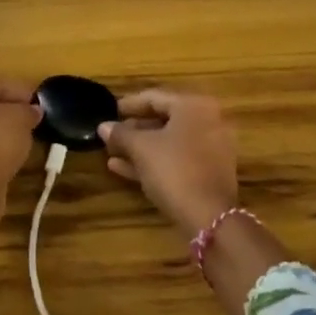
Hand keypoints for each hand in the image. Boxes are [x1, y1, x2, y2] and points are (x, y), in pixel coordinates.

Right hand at [99, 88, 238, 239]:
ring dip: (140, 147)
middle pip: (164, 119)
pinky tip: (123, 169)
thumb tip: (103, 126)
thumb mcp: (141, 149)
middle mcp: (208, 121)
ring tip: (112, 153)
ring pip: (169, 142)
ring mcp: (211, 148)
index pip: (154, 97)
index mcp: (193, 106)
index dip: (128, 104)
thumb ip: (121, 134)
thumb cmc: (174, 170)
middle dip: (134, 129)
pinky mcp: (209, 172)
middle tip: (111, 134)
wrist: (210, 217)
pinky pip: (178, 159)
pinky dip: (154, 161)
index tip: (109, 111)